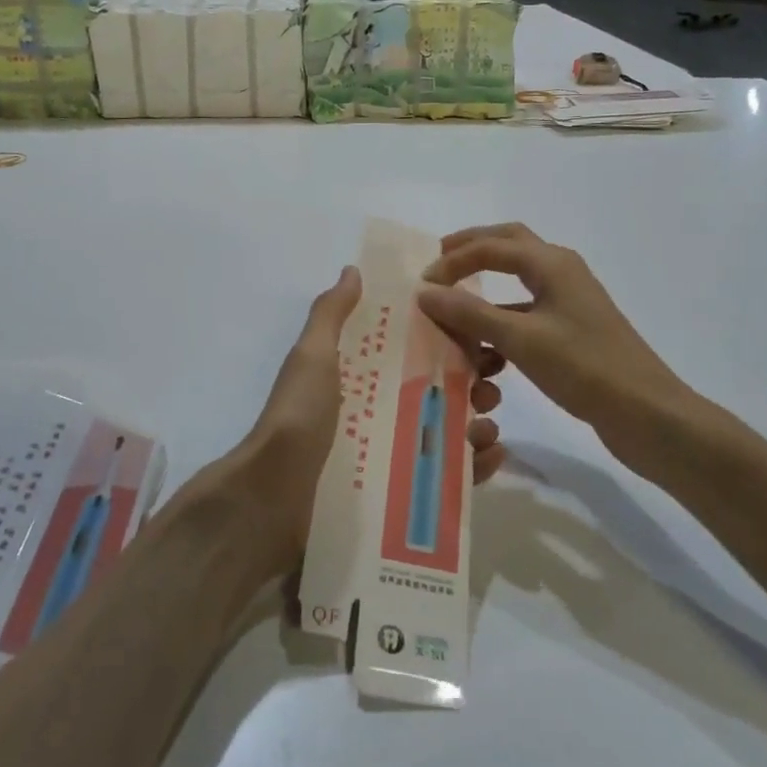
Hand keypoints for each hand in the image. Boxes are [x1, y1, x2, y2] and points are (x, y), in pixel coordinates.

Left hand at [225, 266, 505, 565]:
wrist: (275, 497)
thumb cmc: (299, 416)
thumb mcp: (311, 356)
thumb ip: (331, 314)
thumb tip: (353, 270)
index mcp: (360, 374)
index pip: (413, 348)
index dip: (448, 339)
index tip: (479, 334)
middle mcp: (378, 408)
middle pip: (437, 388)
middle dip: (471, 381)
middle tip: (491, 385)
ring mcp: (390, 452)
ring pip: (447, 430)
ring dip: (478, 421)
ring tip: (489, 423)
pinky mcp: (401, 492)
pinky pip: (447, 477)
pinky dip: (475, 466)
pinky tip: (491, 455)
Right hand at [417, 224, 699, 459]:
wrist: (646, 413)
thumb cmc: (584, 368)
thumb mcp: (520, 339)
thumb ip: (470, 313)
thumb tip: (425, 291)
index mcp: (551, 263)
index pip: (490, 245)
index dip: (452, 261)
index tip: (422, 286)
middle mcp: (561, 272)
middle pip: (507, 244)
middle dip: (469, 251)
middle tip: (437, 264)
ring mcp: (568, 301)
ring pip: (516, 279)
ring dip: (484, 288)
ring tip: (453, 306)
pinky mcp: (571, 329)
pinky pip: (525, 312)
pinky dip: (500, 321)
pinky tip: (484, 349)